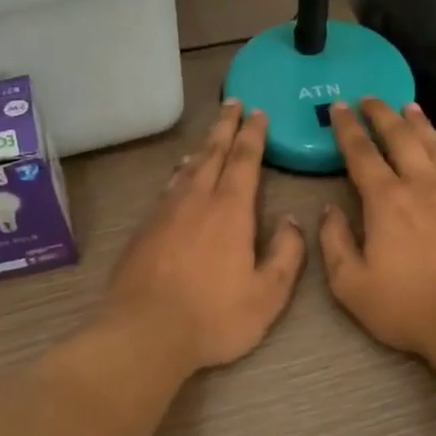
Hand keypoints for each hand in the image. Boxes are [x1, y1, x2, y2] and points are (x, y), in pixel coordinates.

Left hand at [104, 99, 306, 372]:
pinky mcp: (144, 229)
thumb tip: (292, 221)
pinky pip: (167, 188)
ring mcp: (165, 213)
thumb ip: (286, 254)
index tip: (258, 113)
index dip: (253, 134)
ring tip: (209, 137)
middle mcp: (196, 200)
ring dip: (202, 147)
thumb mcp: (267, 294)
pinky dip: (178, 174)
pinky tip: (178, 178)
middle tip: (232, 102)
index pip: (245, 160)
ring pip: (187, 169)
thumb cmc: (213, 316)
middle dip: (225, 126)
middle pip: (213, 153)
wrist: (144, 332)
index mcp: (230, 210)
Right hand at [318, 99, 435, 357]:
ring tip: (408, 106)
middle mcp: (419, 186)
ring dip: (417, 122)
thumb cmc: (407, 304)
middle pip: (400, 137)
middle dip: (381, 114)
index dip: (348, 128)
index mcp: (385, 200)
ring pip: (432, 145)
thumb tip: (329, 211)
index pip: (362, 153)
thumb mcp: (351, 284)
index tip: (339, 106)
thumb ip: (334, 243)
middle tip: (369, 97)